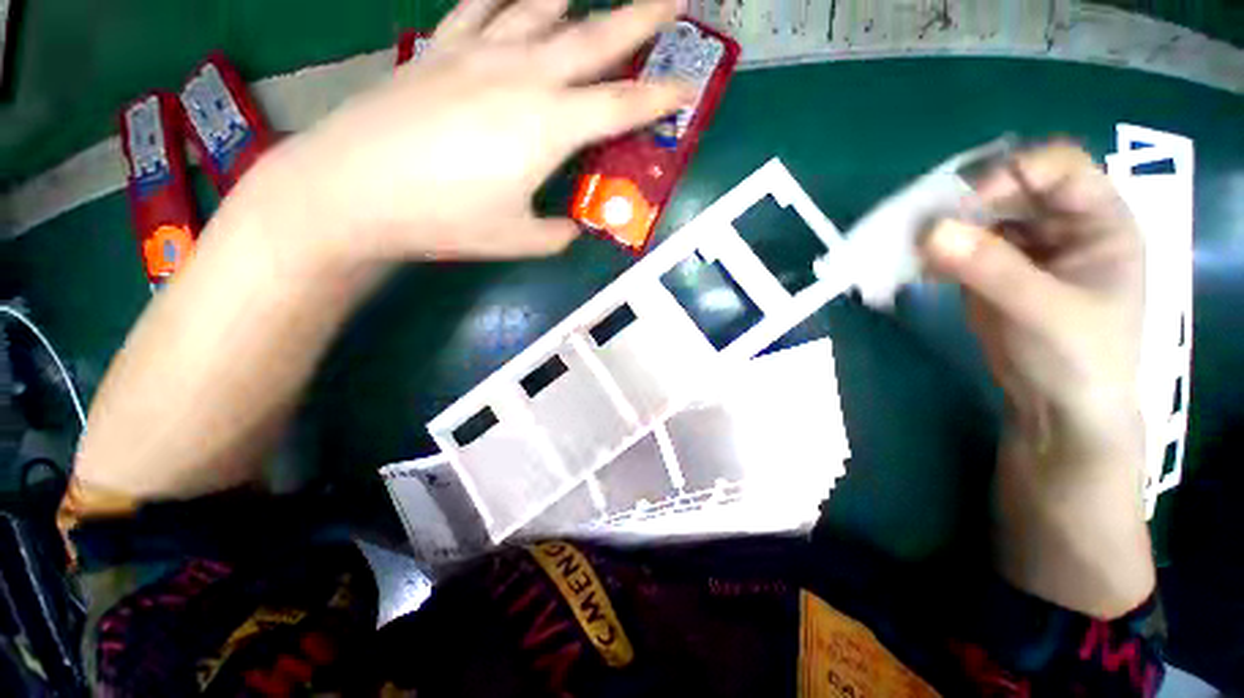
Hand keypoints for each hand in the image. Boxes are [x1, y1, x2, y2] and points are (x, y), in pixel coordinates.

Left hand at [270, 0, 690, 262]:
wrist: (354, 189)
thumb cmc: (444, 219)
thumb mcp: (517, 239)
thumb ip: (556, 233)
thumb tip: (572, 226)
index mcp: (548, 127)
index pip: (620, 107)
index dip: (659, 99)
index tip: (687, 87)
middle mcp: (524, 76)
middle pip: (595, 39)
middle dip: (641, 18)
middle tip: (673, 0)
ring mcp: (479, 53)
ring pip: (541, 9)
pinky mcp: (442, 48)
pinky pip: (483, 5)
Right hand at [923, 142, 1144, 463]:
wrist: (1058, 407)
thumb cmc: (1078, 357)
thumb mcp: (1042, 309)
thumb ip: (989, 268)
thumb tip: (929, 231)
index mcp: (1099, 219)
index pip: (1057, 167)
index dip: (1013, 174)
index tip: (964, 205)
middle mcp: (1063, 223)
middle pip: (1011, 187)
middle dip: (966, 202)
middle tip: (921, 224)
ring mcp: (1025, 247)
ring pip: (979, 216)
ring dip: (944, 227)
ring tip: (910, 246)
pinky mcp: (993, 269)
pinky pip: (960, 246)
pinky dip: (935, 252)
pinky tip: (915, 266)